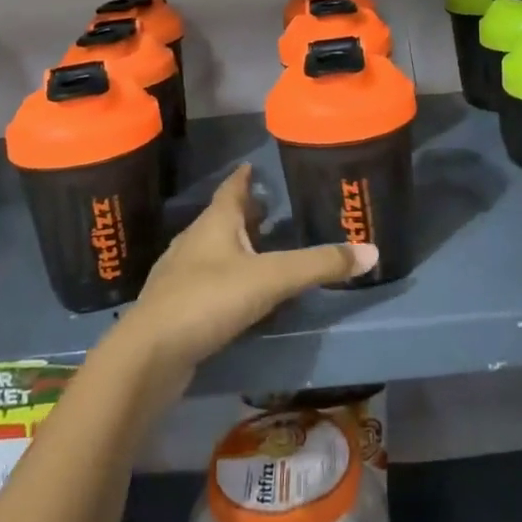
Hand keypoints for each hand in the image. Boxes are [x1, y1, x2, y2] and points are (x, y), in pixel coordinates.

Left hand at [112, 165, 376, 400]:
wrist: (149, 356)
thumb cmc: (208, 300)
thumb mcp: (272, 279)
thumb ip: (319, 265)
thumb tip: (372, 252)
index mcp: (215, 223)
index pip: (232, 189)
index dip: (244, 177)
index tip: (253, 166)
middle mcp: (194, 242)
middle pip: (222, 219)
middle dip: (244, 213)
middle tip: (269, 210)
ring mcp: (180, 276)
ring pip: (212, 251)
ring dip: (234, 247)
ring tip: (259, 251)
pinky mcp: (174, 309)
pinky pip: (205, 283)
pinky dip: (224, 280)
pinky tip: (237, 297)